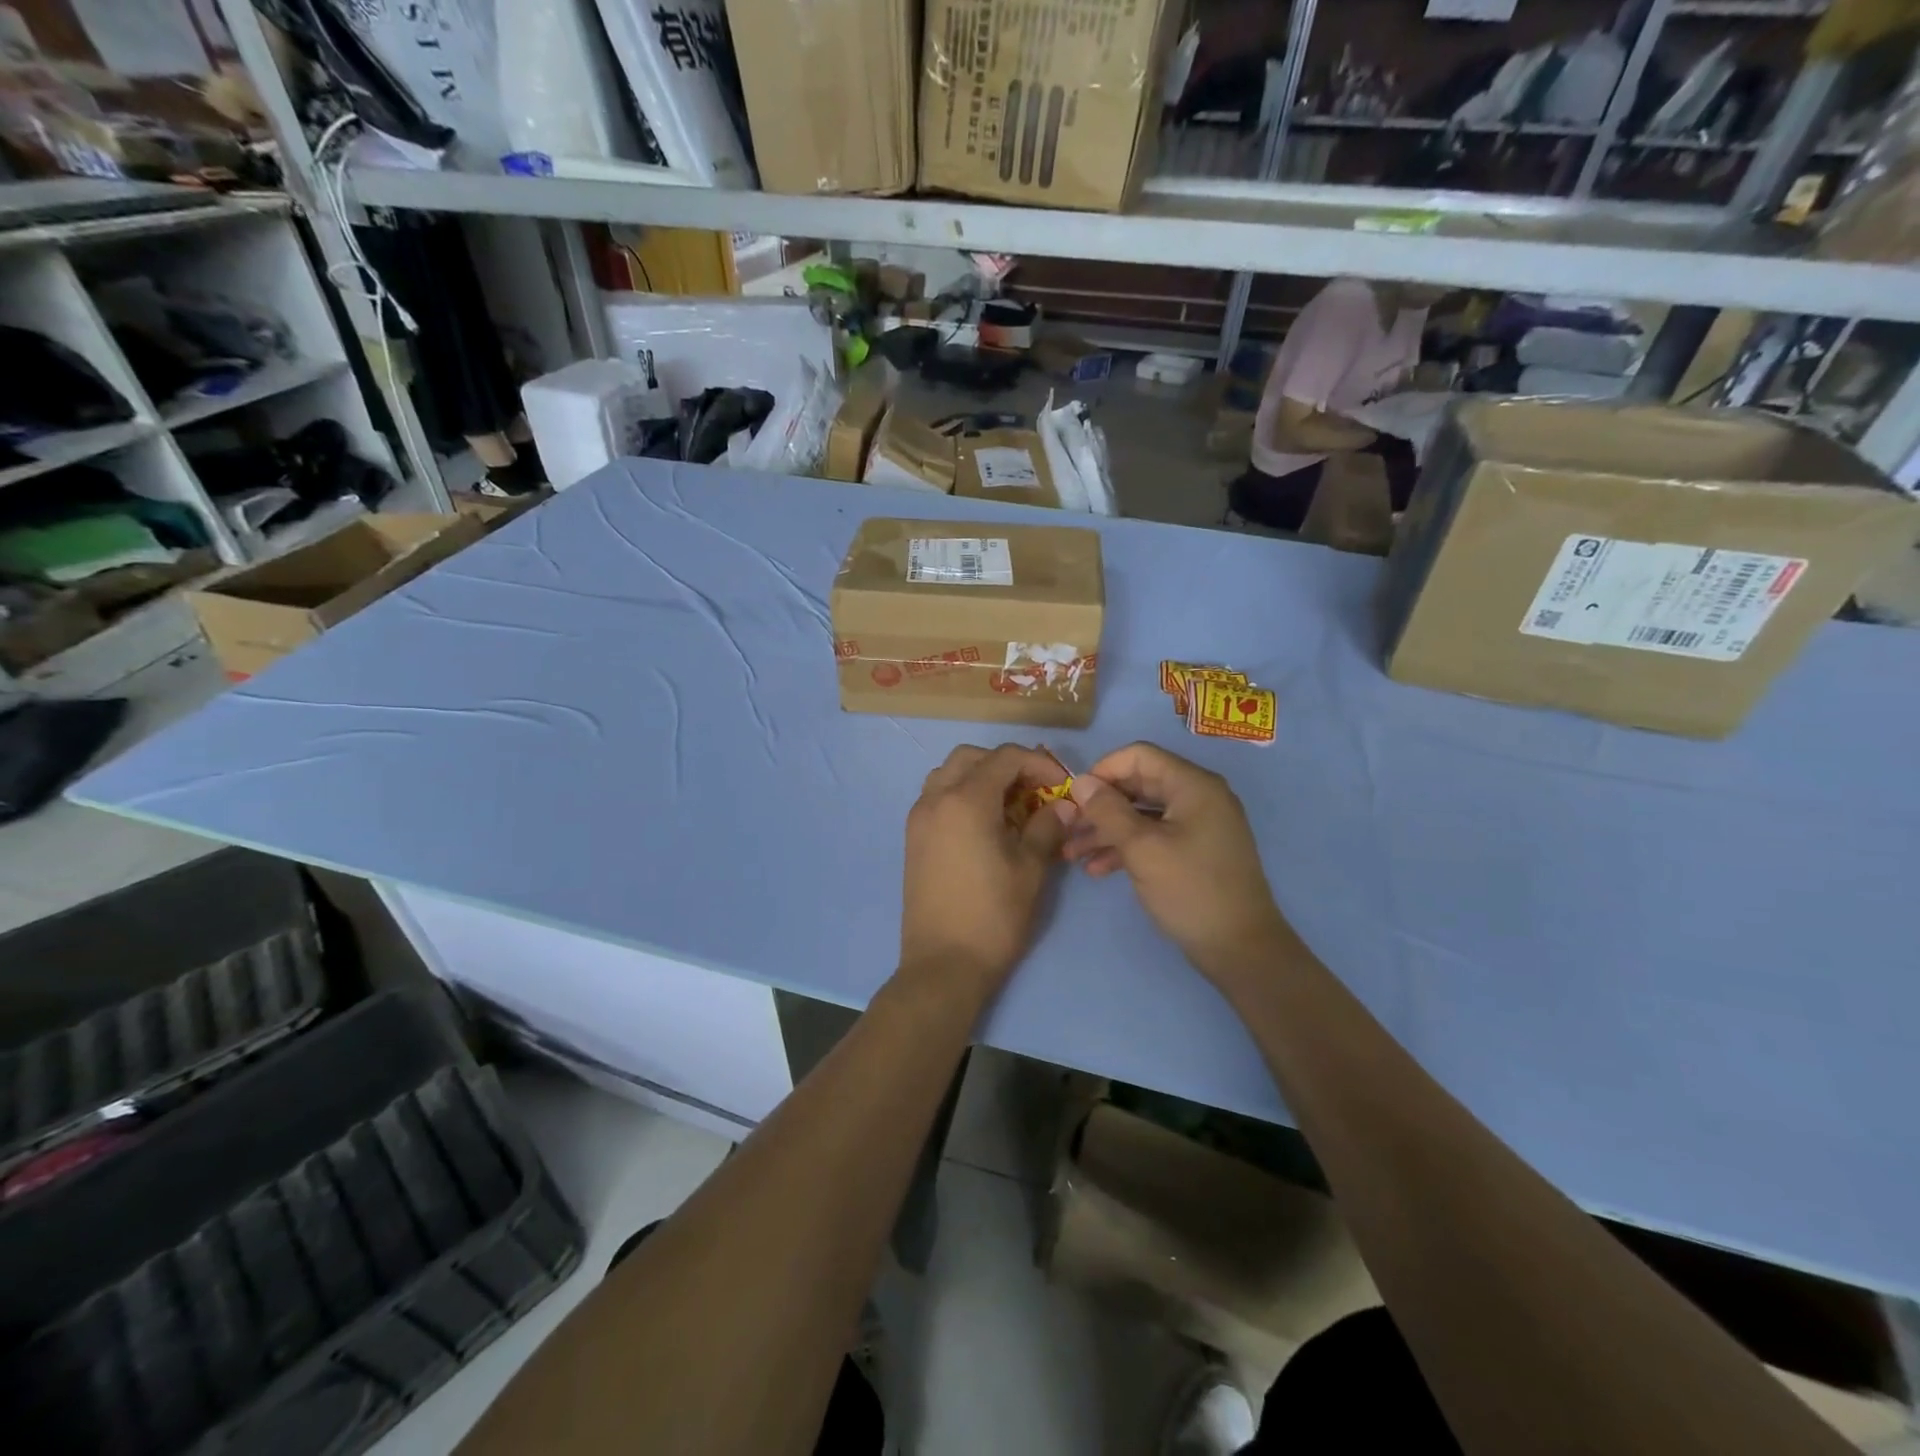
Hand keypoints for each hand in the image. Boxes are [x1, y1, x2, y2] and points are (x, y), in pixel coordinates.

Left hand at [900, 744, 1069, 993]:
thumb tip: (1064, 805)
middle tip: (1035, 791)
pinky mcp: (913, 838)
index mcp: (966, 800)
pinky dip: (961, 794)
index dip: (1039, 763)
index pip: (1005, 757)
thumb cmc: (993, 915)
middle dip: (1007, 764)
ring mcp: (919, 818)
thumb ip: (1047, 827)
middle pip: (972, 757)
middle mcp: (935, 799)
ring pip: (949, 774)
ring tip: (1009, 805)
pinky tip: (985, 824)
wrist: (943, 965)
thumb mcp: (1031, 869)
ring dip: (980, 776)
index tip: (1062, 786)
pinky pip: (937, 797)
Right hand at [1062, 742, 1289, 985]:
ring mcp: (1199, 825)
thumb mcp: (1142, 849)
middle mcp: (1199, 797)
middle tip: (1068, 827)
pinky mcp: (1195, 851)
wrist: (1241, 949)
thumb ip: (1108, 811)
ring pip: (1143, 814)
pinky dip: (1126, 847)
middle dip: (1100, 805)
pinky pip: (1155, 836)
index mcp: (1193, 785)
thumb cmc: (1191, 891)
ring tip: (1073, 854)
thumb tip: (1080, 782)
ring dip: (1107, 830)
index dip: (1103, 770)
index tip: (1074, 796)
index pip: (1139, 756)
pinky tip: (1098, 869)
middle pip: (1139, 785)